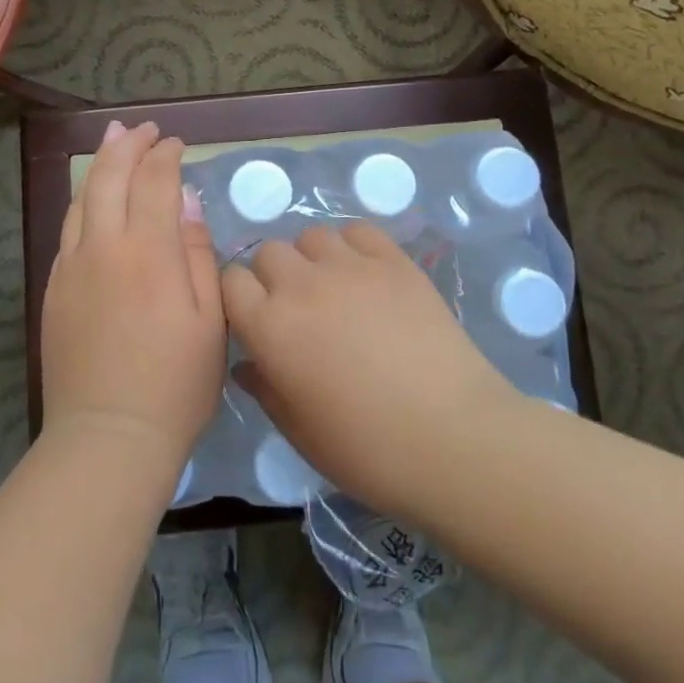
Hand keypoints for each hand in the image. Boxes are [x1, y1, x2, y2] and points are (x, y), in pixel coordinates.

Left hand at [40, 121, 224, 471]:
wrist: (108, 436)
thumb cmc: (176, 383)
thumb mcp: (210, 319)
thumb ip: (197, 251)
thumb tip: (186, 199)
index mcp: (147, 252)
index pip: (154, 182)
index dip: (165, 155)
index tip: (176, 143)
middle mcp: (103, 247)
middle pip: (110, 178)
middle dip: (127, 145)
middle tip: (143, 128)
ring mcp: (71, 267)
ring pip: (82, 199)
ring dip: (100, 165)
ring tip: (113, 140)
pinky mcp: (54, 289)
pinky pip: (68, 229)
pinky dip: (83, 202)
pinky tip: (92, 200)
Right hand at [223, 222, 518, 518]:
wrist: (453, 438)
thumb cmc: (367, 450)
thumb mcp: (299, 431)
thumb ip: (265, 389)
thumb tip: (247, 364)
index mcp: (270, 328)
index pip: (230, 281)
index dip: (239, 298)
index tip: (255, 320)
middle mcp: (302, 285)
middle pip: (268, 251)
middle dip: (273, 276)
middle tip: (297, 310)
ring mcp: (351, 267)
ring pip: (312, 236)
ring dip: (312, 259)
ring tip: (334, 290)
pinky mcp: (394, 261)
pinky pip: (359, 232)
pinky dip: (353, 247)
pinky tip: (366, 276)